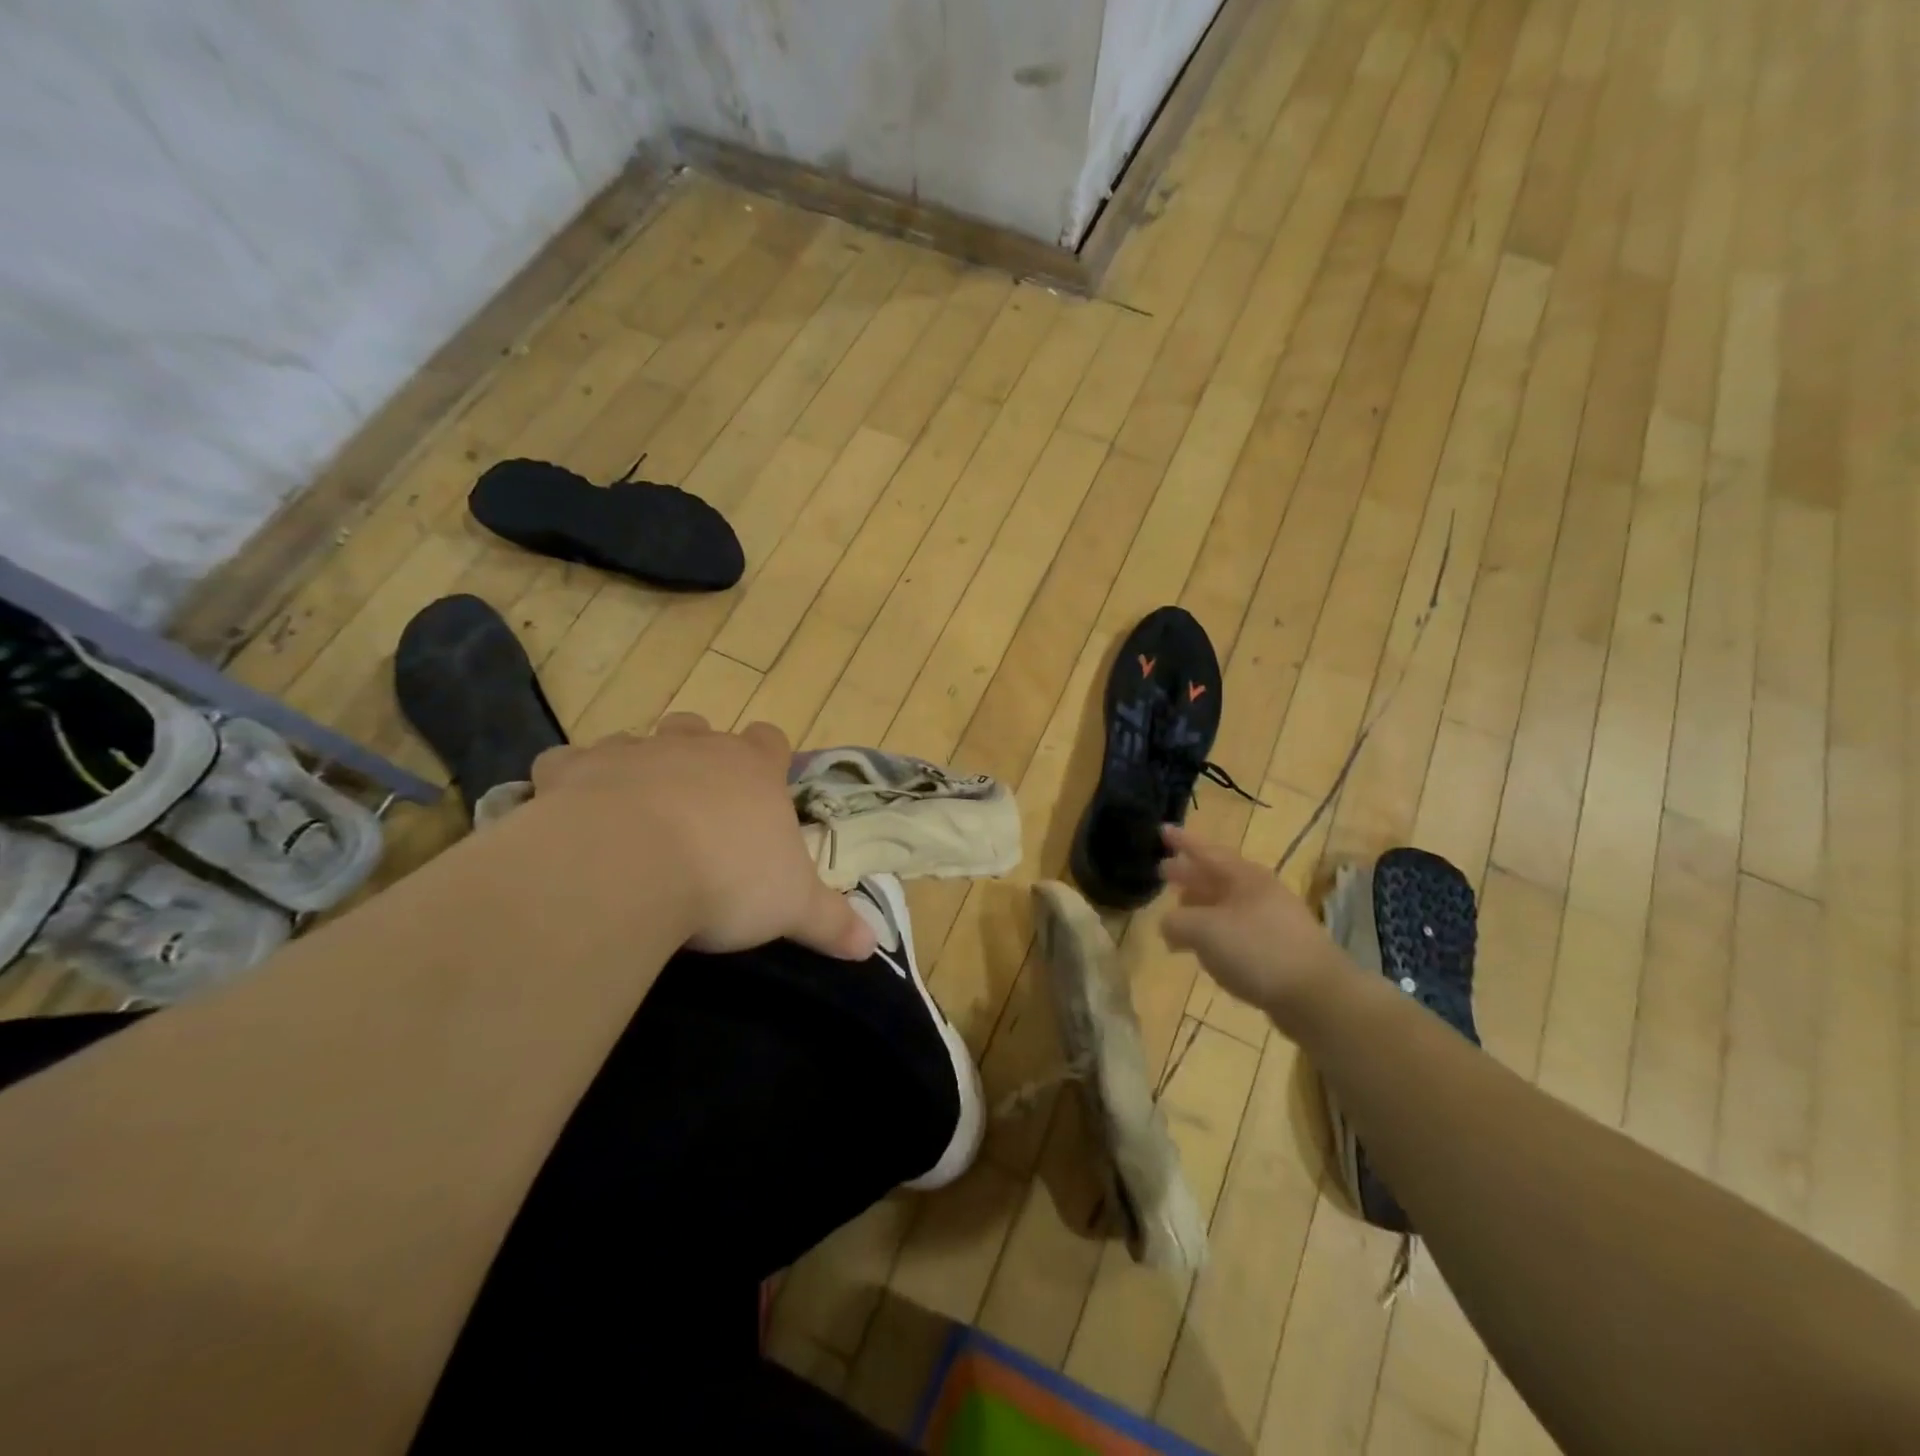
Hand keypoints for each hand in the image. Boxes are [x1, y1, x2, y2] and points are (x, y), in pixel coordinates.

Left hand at [530, 715, 876, 960]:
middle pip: (698, 728)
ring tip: (630, 812)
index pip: (769, 740)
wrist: (629, 866)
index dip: (768, 758)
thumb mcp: (792, 907)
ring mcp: (632, 752)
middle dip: (696, 753)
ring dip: (634, 767)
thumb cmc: (727, 878)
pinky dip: (567, 784)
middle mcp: (693, 748)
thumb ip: (833, 922)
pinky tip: (567, 815)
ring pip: (634, 740)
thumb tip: (873, 945)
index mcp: (751, 769)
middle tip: (694, 801)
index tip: (763, 784)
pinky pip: (565, 764)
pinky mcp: (573, 771)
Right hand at [1159, 826, 1348, 1028]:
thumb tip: (1168, 925)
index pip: (1205, 851)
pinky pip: (1235, 931)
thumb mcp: (1204, 931)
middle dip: (1188, 874)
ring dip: (1199, 905)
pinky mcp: (1276, 949)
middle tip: (1162, 871)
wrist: (1317, 996)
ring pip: (1225, 904)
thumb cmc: (1257, 950)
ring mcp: (1270, 920)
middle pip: (1216, 876)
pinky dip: (1214, 933)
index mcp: (1243, 876)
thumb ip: (1176, 922)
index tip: (1161, 829)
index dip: (1181, 840)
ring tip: (1177, 911)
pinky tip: (1204, 948)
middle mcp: (1258, 892)